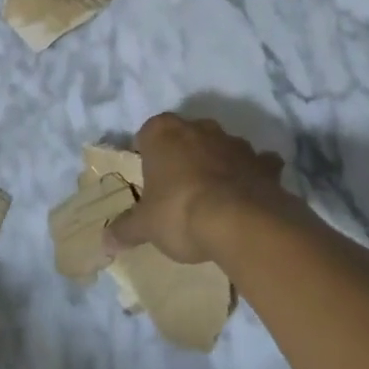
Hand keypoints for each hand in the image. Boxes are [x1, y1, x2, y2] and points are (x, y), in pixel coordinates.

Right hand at [108, 113, 288, 264]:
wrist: (241, 222)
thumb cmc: (179, 212)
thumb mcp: (145, 226)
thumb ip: (125, 229)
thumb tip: (104, 240)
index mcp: (163, 132)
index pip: (147, 134)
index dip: (147, 155)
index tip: (148, 179)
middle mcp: (198, 128)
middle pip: (185, 136)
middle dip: (182, 155)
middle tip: (177, 188)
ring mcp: (234, 142)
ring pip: (221, 146)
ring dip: (217, 162)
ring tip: (213, 196)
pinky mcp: (263, 163)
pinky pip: (257, 164)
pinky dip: (253, 175)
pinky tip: (249, 195)